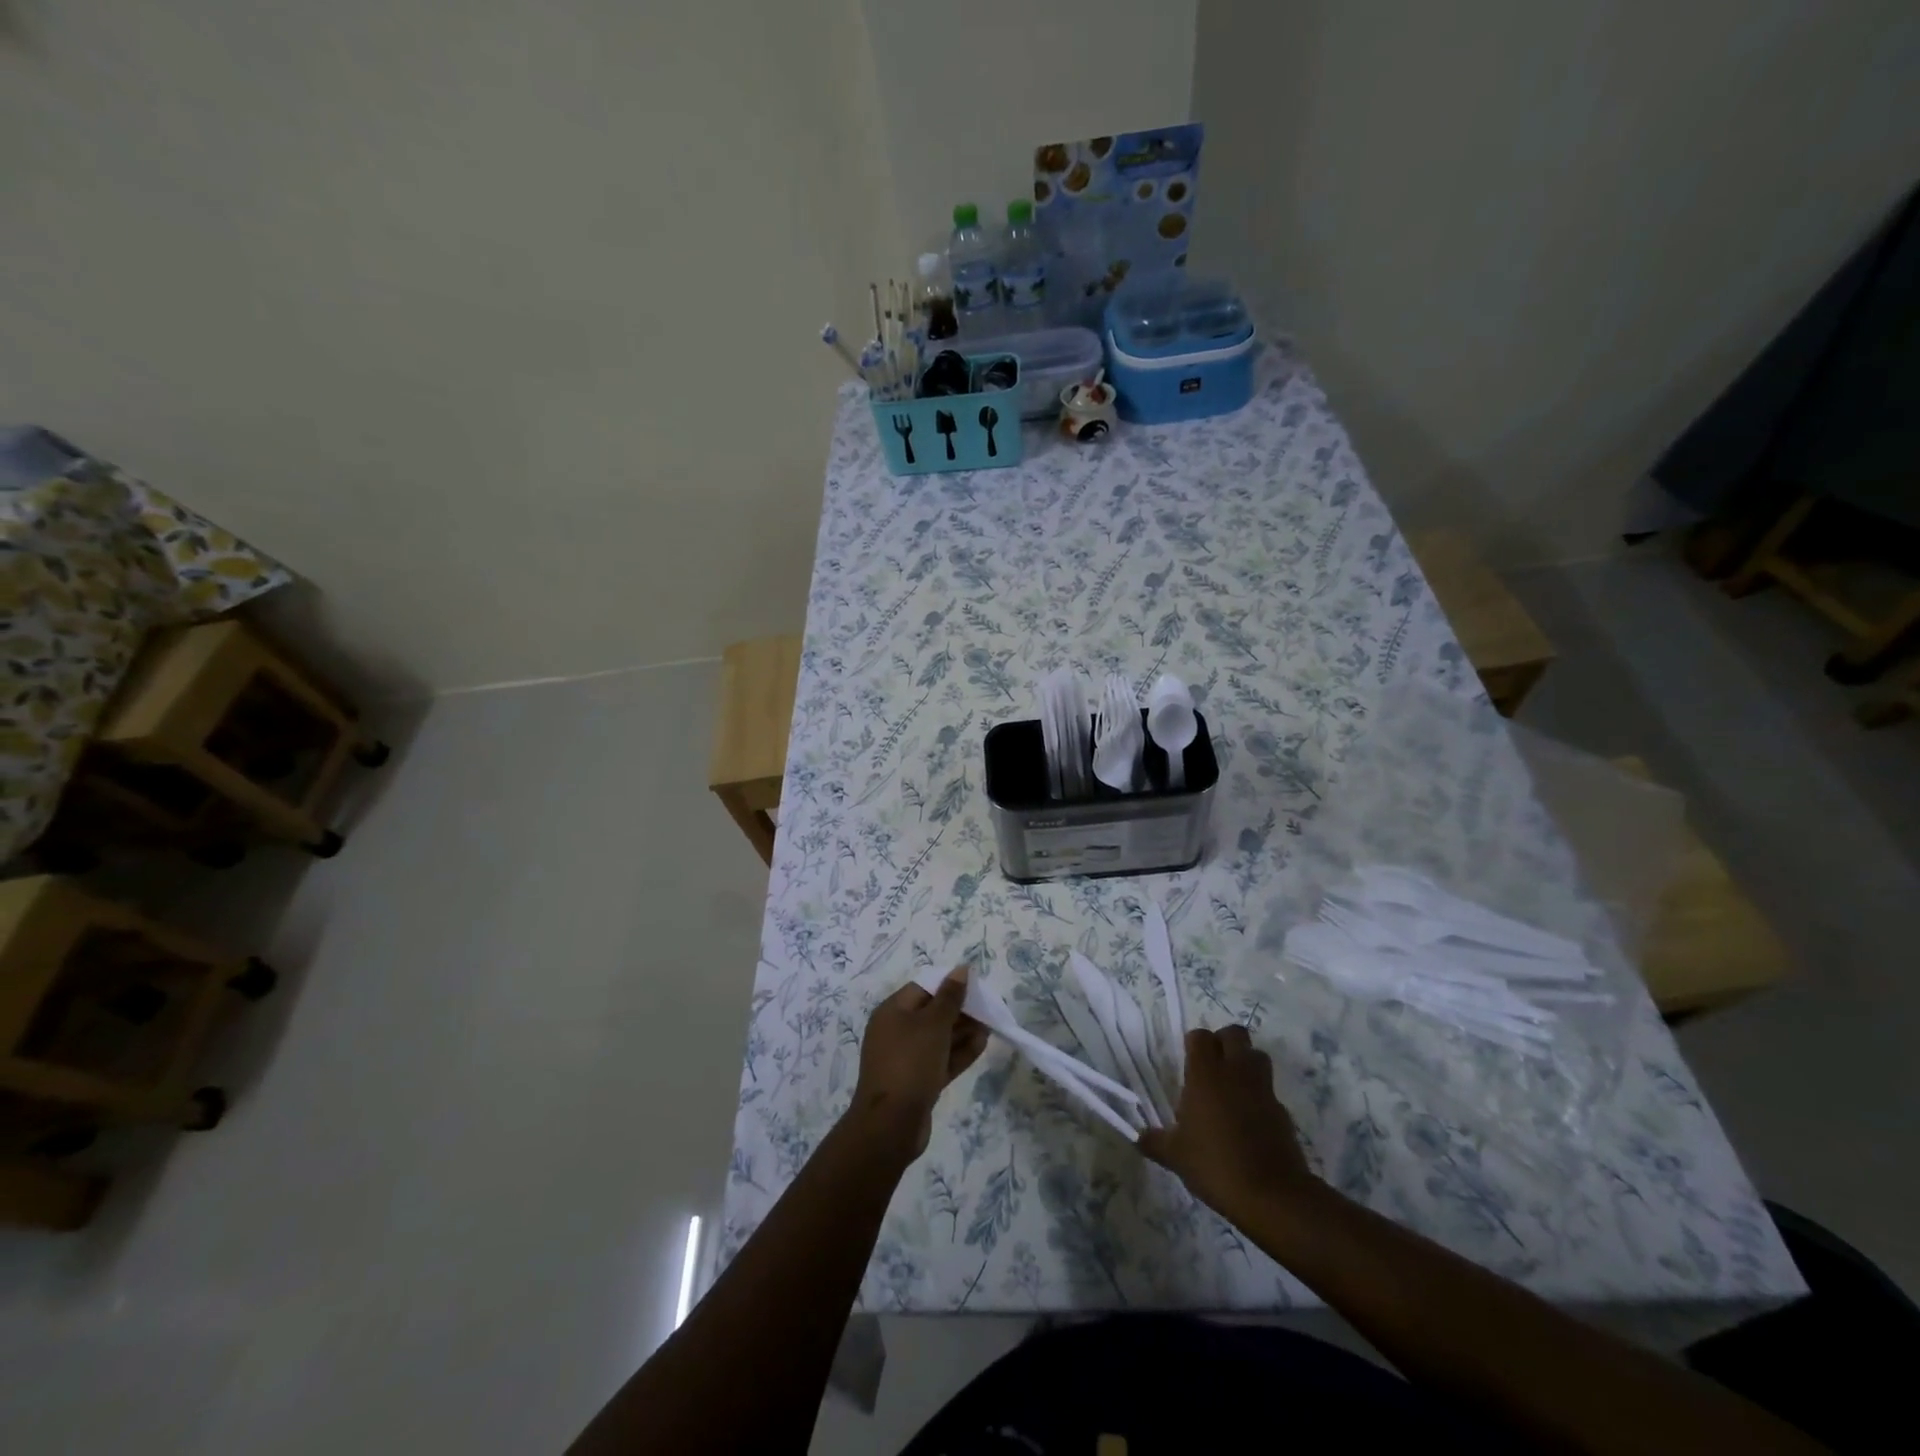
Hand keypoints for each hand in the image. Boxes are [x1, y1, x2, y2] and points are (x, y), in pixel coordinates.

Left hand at [849, 966, 989, 1159]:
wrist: (891, 1125)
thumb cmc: (910, 1063)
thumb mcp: (933, 1025)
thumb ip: (950, 997)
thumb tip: (961, 969)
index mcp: (892, 1012)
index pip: (923, 988)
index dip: (948, 984)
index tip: (975, 987)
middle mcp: (896, 1031)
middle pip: (932, 1012)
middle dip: (960, 1009)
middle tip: (988, 1008)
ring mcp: (906, 1058)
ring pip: (939, 1037)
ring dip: (963, 1031)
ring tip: (991, 1025)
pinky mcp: (917, 1082)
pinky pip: (941, 1059)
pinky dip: (959, 1052)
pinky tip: (983, 1044)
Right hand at [1139, 1024, 1315, 1219]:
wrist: (1271, 1196)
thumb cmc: (1215, 1164)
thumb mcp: (1175, 1156)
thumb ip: (1155, 1141)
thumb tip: (1138, 1137)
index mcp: (1206, 1074)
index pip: (1200, 1036)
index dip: (1194, 1044)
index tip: (1188, 1063)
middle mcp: (1236, 1073)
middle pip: (1235, 1034)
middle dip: (1224, 1043)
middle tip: (1211, 1067)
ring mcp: (1263, 1090)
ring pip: (1257, 1056)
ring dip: (1245, 1063)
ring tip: (1230, 1088)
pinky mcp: (1283, 1112)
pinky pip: (1269, 1090)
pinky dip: (1259, 1096)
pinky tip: (1248, 1121)